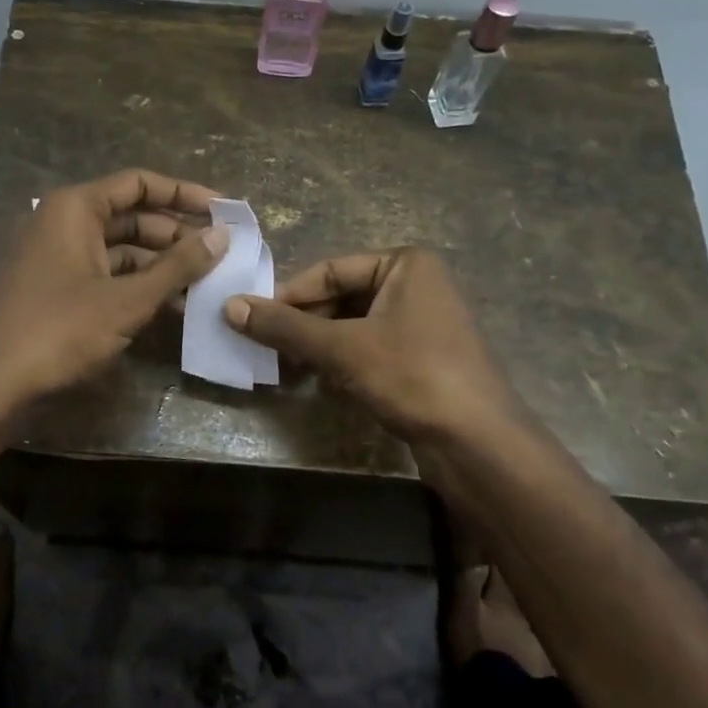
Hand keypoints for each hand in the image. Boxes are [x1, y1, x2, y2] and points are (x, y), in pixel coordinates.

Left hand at [0, 169, 227, 409]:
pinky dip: (135, 284)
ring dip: (159, 263)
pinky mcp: (53, 288)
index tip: (222, 210)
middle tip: (219, 253)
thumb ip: (177, 266)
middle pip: (130, 215)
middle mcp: (62, 222)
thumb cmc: (60, 331)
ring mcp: (55, 256)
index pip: (138, 184)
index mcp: (74, 208)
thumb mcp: (127, 300)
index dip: (183, 193)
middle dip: (175, 233)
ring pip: (118, 248)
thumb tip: (221, 235)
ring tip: (203, 282)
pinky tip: (170, 305)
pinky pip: (103, 273)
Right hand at [222, 247, 520, 440]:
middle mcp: (416, 285)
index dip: (289, 295)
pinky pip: (369, 348)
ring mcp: (421, 323)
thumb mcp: (342, 348)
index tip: (251, 319)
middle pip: (341, 296)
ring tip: (285, 367)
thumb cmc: (413, 376)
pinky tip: (320, 382)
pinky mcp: (421, 358)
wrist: (478, 443)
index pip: (330, 269)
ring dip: (318, 346)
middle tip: (265, 348)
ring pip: (353, 325)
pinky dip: (341, 361)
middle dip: (303, 324)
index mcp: (405, 264)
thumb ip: (285, 327)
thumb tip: (229, 307)